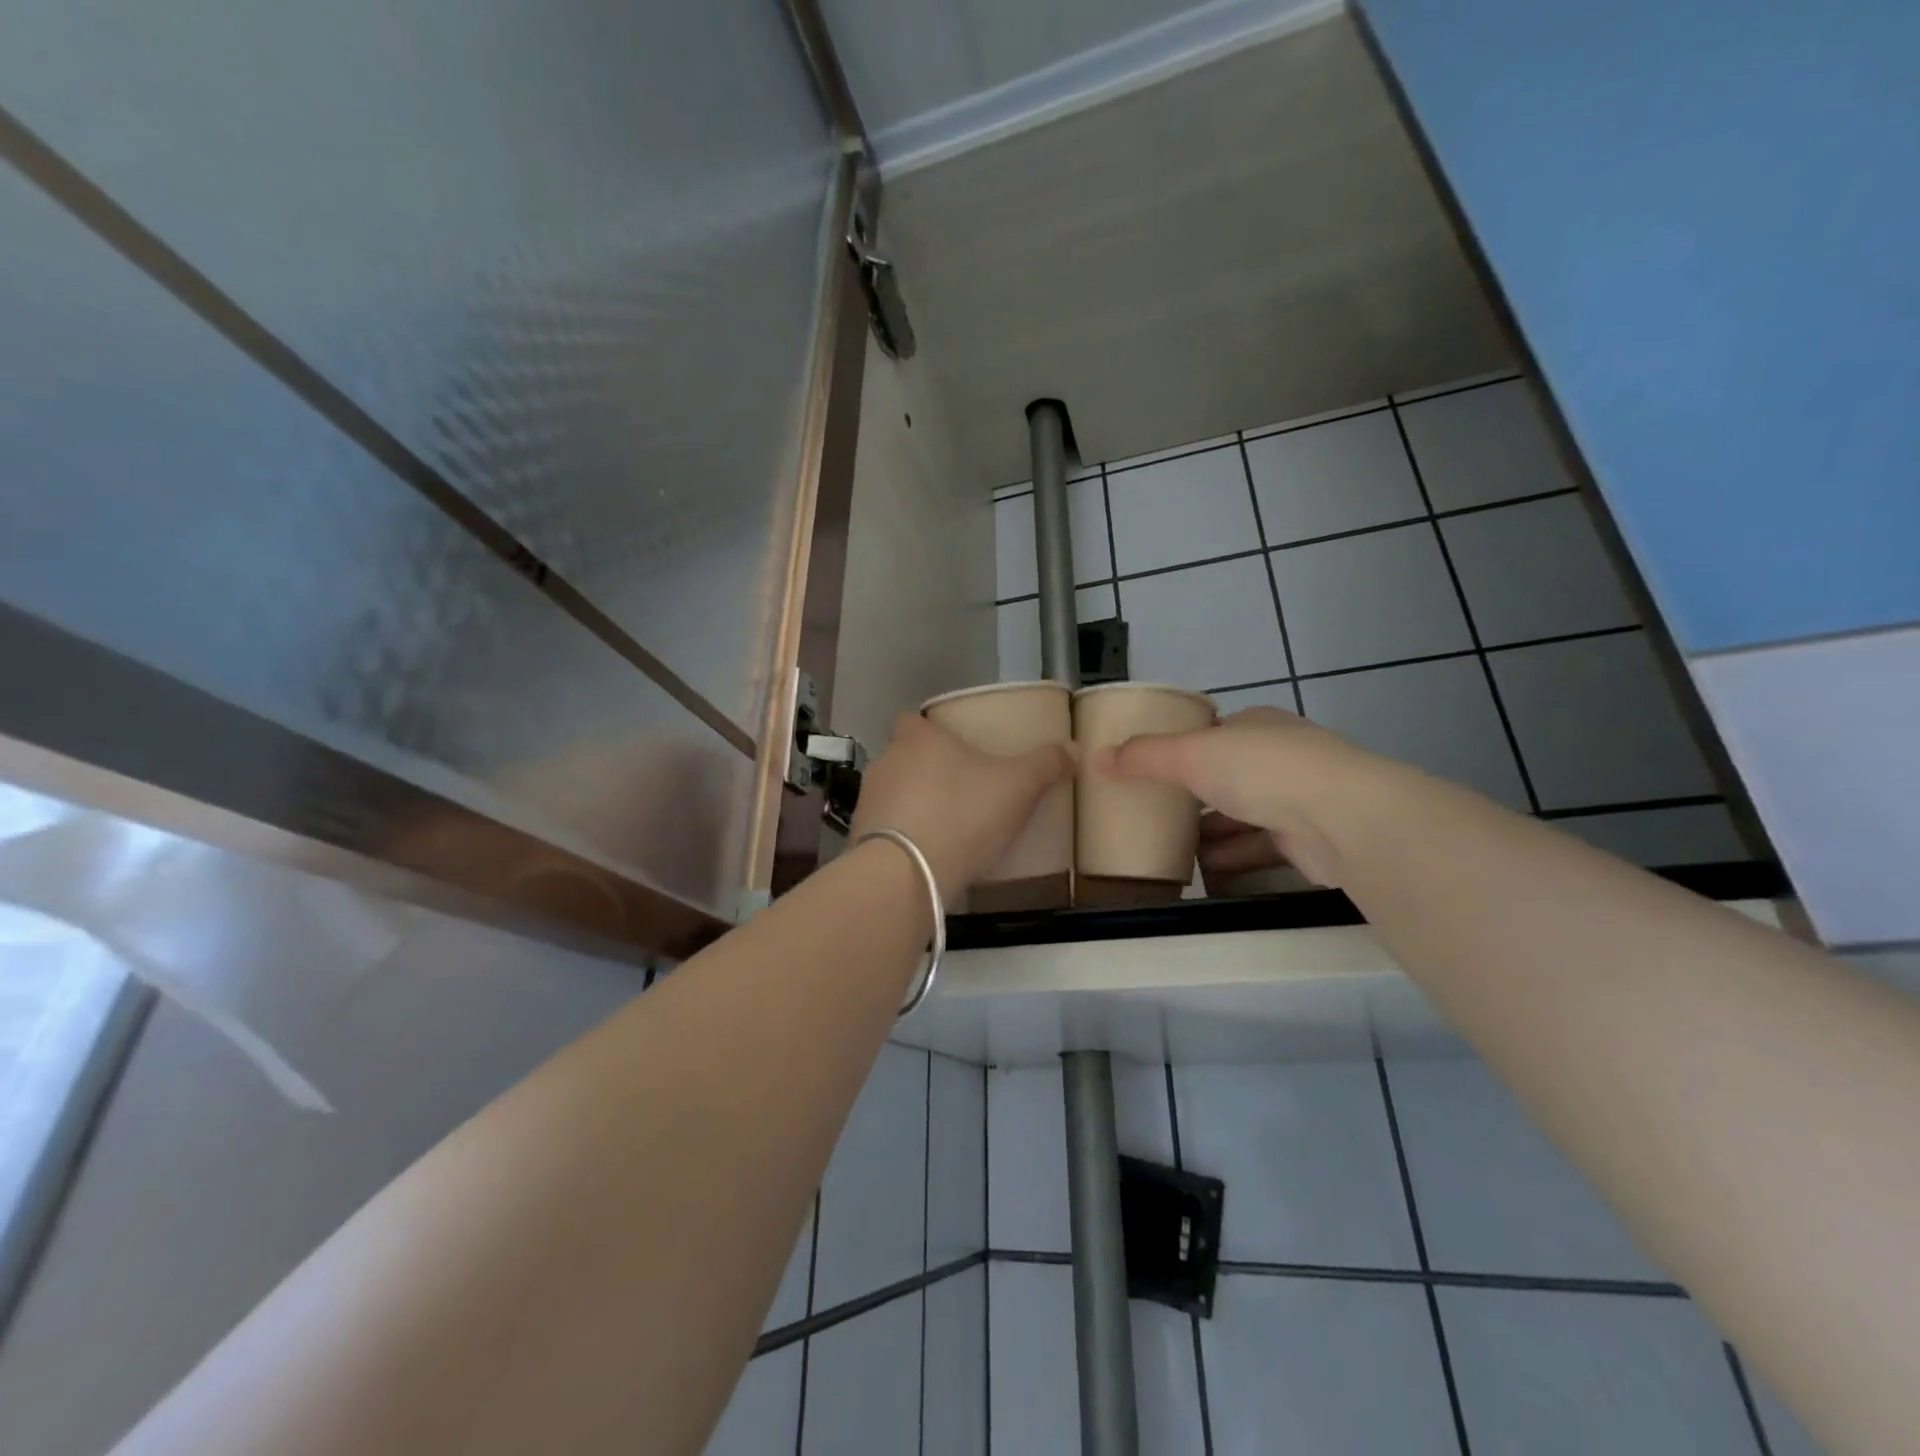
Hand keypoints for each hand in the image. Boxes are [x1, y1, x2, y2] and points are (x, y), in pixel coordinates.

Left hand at [851, 713, 1072, 905]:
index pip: (913, 719)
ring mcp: (868, 800)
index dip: (931, 730)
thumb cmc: (962, 814)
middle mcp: (886, 761)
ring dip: (913, 805)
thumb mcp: (1017, 787)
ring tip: (946, 827)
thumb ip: (1045, 765)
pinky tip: (927, 856)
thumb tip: (1072, 748)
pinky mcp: (859, 838)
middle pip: (904, 756)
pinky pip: (885, 829)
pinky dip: (903, 837)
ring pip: (893, 793)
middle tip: (961, 789)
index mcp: (918, 738)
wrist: (905, 873)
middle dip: (927, 770)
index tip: (954, 747)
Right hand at [1096, 706, 1391, 887]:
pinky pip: (1261, 846)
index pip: (1214, 734)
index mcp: (1256, 725)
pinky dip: (1234, 857)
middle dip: (1195, 796)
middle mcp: (1281, 756)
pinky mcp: (1310, 839)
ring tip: (1173, 850)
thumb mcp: (1191, 755)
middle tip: (1156, 815)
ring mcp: (1301, 797)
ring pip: (1245, 814)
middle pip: (1228, 776)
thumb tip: (1096, 758)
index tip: (1153, 771)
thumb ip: (1144, 757)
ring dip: (1213, 832)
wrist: (1341, 818)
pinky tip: (1205, 873)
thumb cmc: (1261, 770)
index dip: (1183, 750)